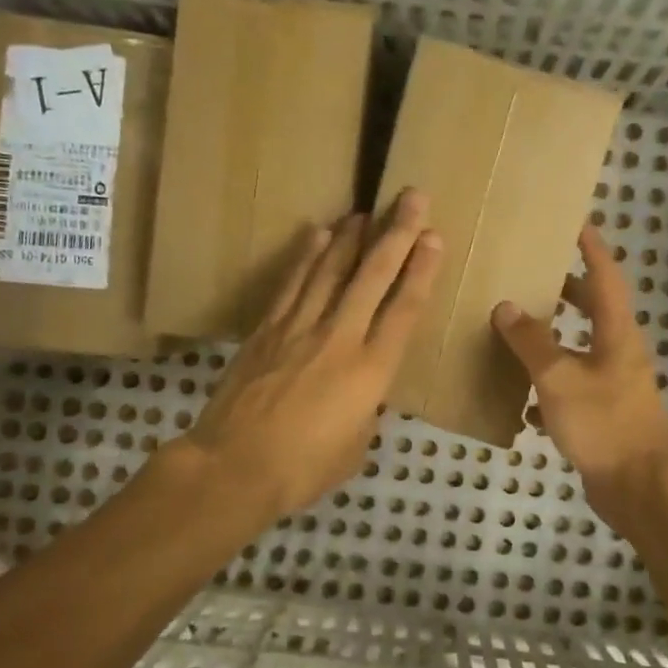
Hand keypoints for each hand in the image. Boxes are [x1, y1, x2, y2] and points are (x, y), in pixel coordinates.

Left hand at [179, 191, 442, 521]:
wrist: (234, 467)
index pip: (404, 310)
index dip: (421, 271)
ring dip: (352, 237)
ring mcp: (299, 329)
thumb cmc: (302, 469)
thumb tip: (361, 394)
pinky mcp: (266, 330)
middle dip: (396, 234)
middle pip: (372, 276)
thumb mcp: (354, 447)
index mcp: (371, 372)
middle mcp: (339, 338)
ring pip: (330, 271)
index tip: (434, 238)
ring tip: (367, 210)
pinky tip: (317, 233)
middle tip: (412, 198)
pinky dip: (306, 256)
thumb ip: (365, 411)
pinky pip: (291, 284)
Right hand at [491, 225, 667, 528]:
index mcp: (617, 334)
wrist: (638, 489)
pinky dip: (548, 388)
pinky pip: (571, 390)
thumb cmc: (604, 424)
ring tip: (516, 330)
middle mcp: (619, 354)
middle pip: (595, 311)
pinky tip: (521, 400)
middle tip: (533, 276)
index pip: (606, 277)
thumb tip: (506, 306)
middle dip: (567, 291)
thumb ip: (532, 341)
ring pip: (580, 350)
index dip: (592, 249)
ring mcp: (613, 386)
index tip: (576, 223)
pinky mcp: (603, 416)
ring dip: (552, 340)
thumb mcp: (560, 378)